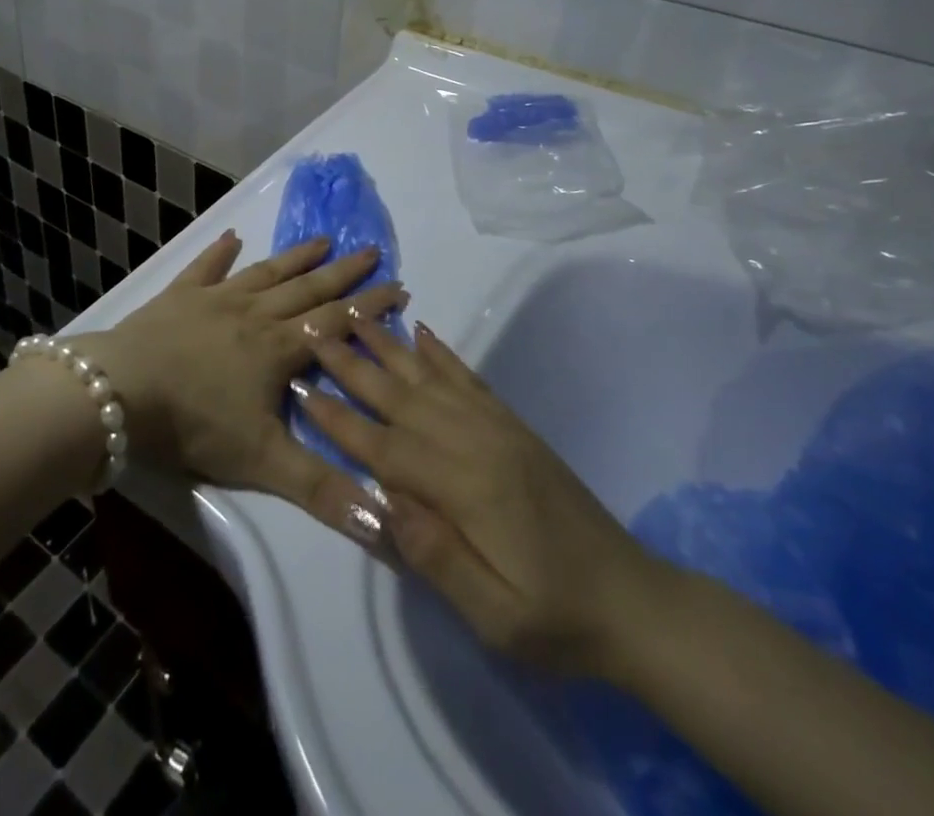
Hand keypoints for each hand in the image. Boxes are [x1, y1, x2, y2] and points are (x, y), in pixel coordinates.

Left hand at [79, 230, 405, 521]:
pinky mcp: (179, 296)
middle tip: (371, 249)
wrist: (120, 395)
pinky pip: (205, 268)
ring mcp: (215, 300)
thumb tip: (387, 520)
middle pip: (307, 289)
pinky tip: (231, 237)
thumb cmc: (194, 425)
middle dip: (342, 272)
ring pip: (265, 273)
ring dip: (295, 257)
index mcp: (277, 349)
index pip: (335, 324)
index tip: (400, 286)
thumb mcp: (264, 464)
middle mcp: (254, 315)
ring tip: (322, 239)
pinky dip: (219, 253)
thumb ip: (324, 490)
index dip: (370, 307)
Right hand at [297, 318, 672, 682]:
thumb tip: (382, 503)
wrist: (633, 601)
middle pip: (402, 397)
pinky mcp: (513, 426)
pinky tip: (421, 332)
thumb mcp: (496, 617)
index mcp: (465, 489)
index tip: (300, 386)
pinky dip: (441, 352)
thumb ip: (437, 557)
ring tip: (357, 315)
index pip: (386, 447)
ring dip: (389, 346)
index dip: (340, 419)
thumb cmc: (556, 619)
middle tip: (315, 330)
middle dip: (353, 365)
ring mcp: (497, 428)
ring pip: (430, 378)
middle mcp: (477, 443)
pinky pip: (469, 379)